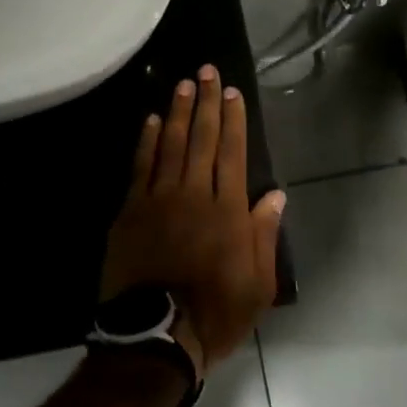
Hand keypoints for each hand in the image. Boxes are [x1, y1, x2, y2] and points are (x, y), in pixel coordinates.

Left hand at [101, 66, 285, 377]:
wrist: (155, 337)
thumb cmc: (215, 313)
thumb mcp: (258, 284)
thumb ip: (264, 235)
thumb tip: (276, 195)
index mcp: (228, 211)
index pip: (233, 153)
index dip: (233, 119)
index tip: (232, 91)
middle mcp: (194, 194)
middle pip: (202, 139)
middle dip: (206, 102)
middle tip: (206, 70)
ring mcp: (159, 199)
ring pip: (170, 145)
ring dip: (176, 112)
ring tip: (182, 84)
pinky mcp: (131, 210)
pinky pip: (140, 167)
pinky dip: (145, 142)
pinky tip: (149, 120)